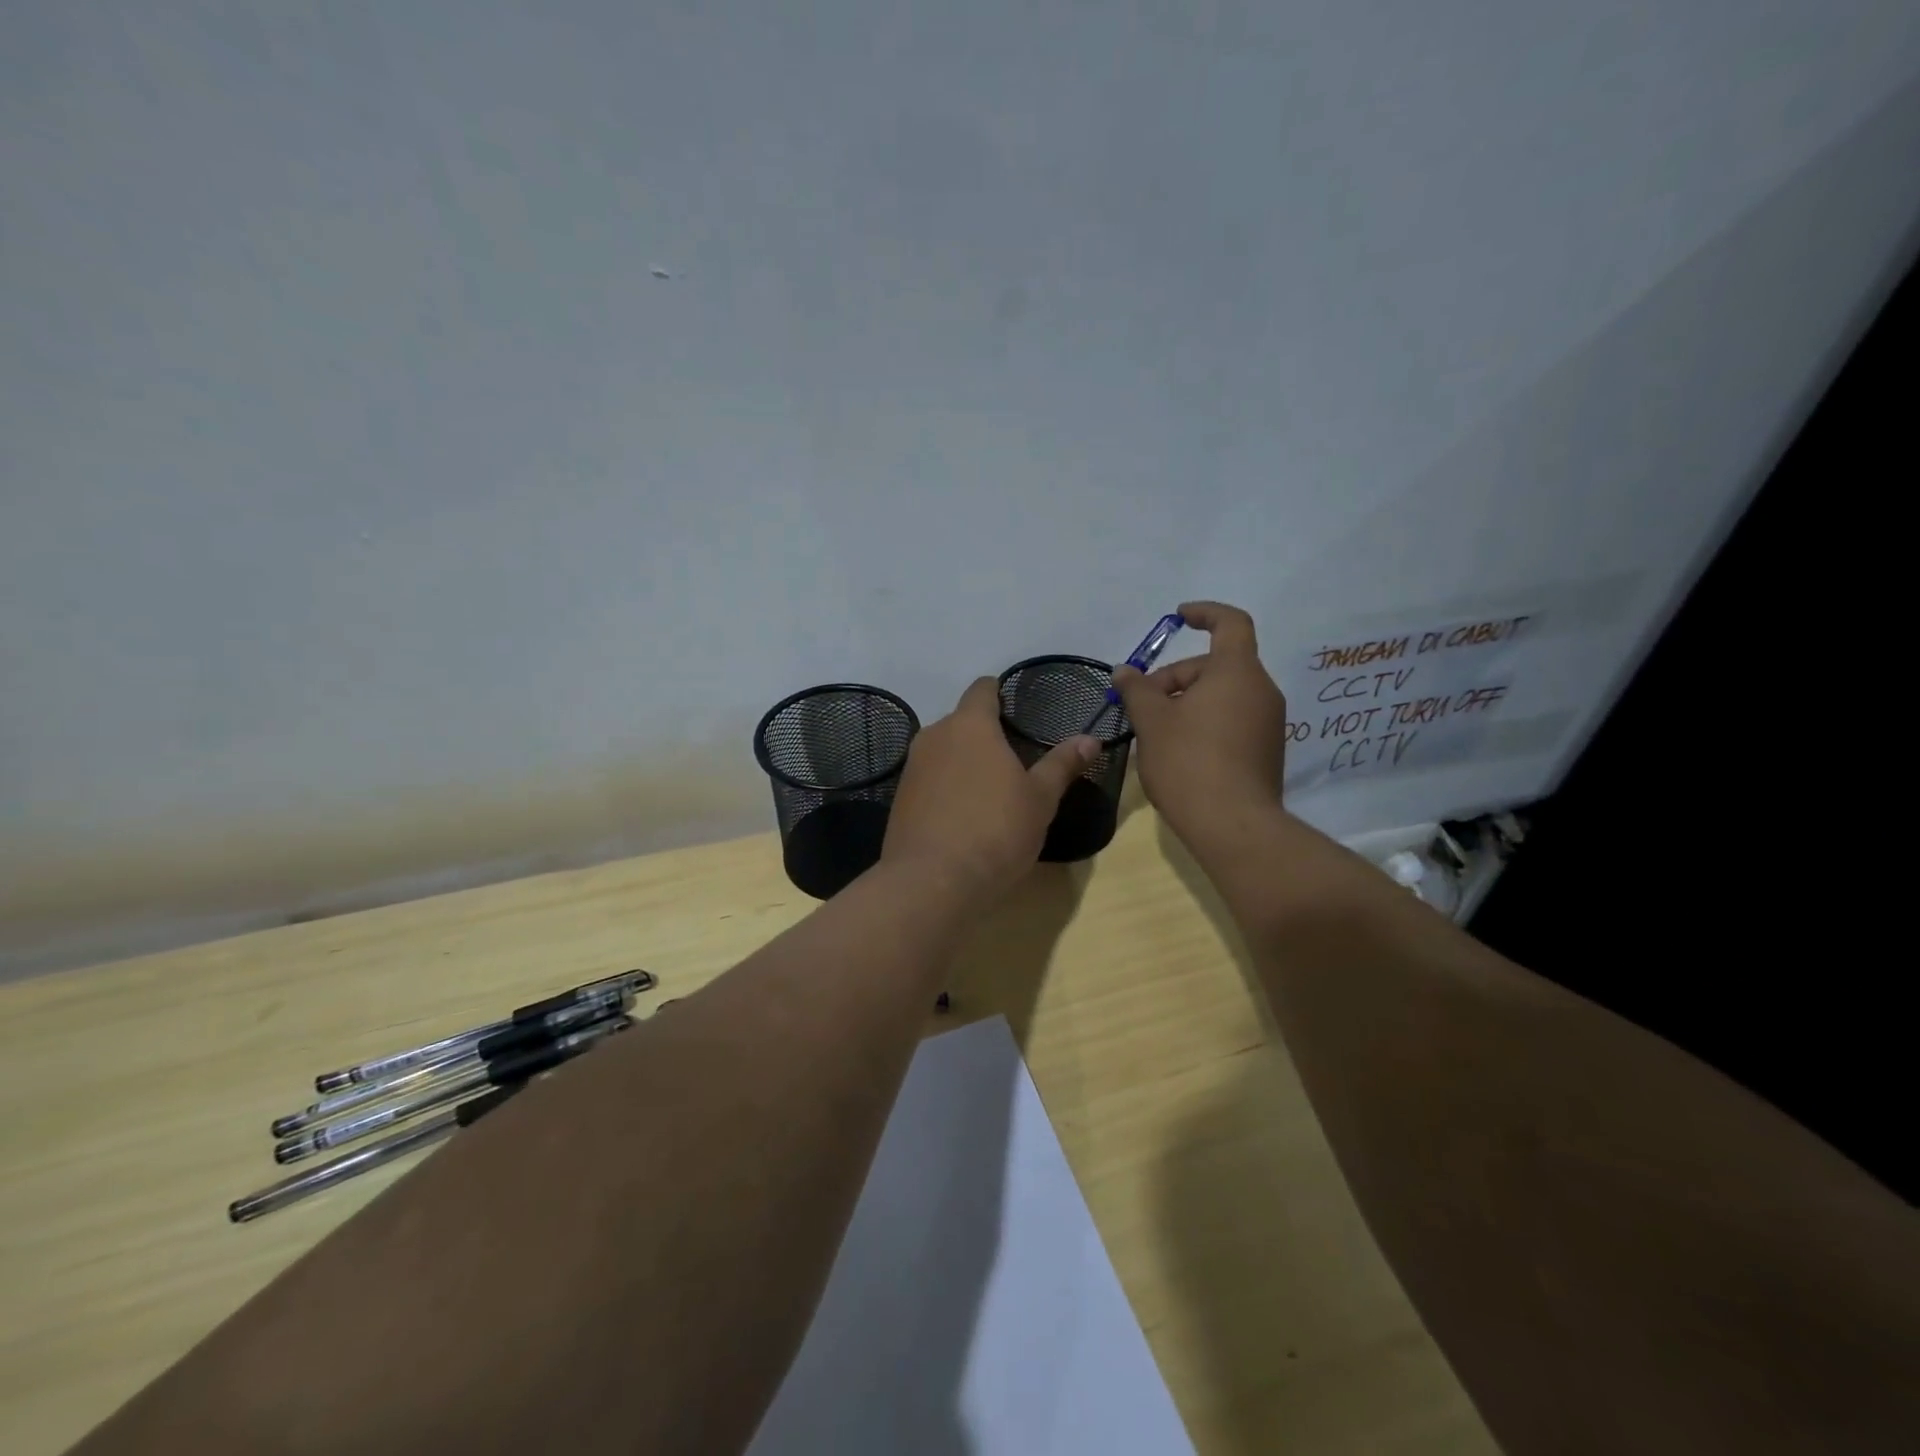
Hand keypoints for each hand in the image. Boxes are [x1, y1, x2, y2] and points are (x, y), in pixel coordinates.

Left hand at [882, 677, 1097, 901]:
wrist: (932, 881)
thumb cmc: (995, 830)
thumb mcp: (1040, 799)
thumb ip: (1062, 764)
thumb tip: (1090, 738)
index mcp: (970, 725)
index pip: (982, 689)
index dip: (999, 693)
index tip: (1016, 708)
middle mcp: (935, 736)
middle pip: (961, 721)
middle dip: (984, 733)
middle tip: (1014, 758)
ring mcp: (912, 767)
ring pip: (943, 751)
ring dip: (964, 761)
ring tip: (990, 789)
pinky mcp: (900, 799)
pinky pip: (929, 780)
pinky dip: (946, 787)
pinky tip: (963, 814)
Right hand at [1112, 600, 1288, 841]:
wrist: (1233, 825)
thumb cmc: (1189, 762)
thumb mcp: (1152, 721)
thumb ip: (1137, 690)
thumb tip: (1125, 671)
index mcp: (1237, 672)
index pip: (1230, 623)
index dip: (1204, 613)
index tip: (1178, 618)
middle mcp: (1261, 691)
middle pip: (1217, 666)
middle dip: (1176, 677)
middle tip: (1142, 704)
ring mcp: (1269, 723)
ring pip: (1223, 695)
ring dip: (1188, 702)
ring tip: (1156, 731)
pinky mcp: (1267, 751)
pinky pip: (1233, 720)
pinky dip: (1205, 722)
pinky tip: (1179, 752)